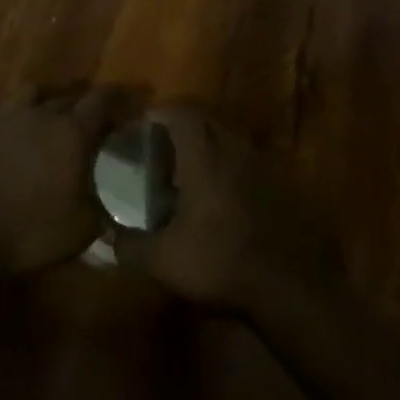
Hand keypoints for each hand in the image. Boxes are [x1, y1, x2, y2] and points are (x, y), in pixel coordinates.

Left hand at [0, 88, 115, 275]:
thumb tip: (114, 204)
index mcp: (72, 132)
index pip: (102, 101)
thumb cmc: (28, 230)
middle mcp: (42, 114)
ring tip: (56, 115)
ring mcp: (7, 118)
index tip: (129, 102)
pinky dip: (22, 114)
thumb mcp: (81, 229)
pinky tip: (23, 132)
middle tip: (96, 118)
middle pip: (70, 96)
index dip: (119, 98)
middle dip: (87, 103)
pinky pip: (9, 110)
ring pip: (36, 93)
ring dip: (51, 100)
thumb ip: (103, 209)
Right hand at [114, 108, 333, 311]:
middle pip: (208, 120)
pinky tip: (224, 198)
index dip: (160, 114)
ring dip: (211, 147)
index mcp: (205, 156)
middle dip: (184, 126)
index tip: (144, 126)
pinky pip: (251, 163)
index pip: (181, 113)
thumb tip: (108, 238)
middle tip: (163, 147)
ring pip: (232, 140)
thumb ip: (130, 246)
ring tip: (191, 173)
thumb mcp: (163, 260)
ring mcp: (264, 166)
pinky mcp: (284, 186)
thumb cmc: (220, 262)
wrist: (291, 285)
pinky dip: (233, 169)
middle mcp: (236, 150)